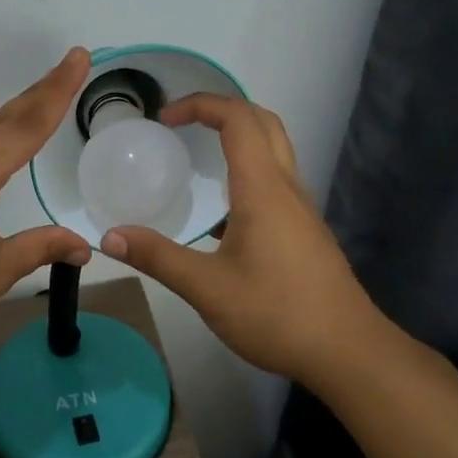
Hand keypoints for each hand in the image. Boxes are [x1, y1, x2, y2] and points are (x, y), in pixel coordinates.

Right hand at [100, 95, 383, 385]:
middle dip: (221, 109)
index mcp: (263, 189)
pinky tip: (221, 210)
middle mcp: (286, 188)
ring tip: (196, 156)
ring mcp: (300, 209)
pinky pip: (275, 179)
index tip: (165, 118)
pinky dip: (246, 169)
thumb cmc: (278, 314)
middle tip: (181, 123)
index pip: (238, 119)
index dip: (200, 105)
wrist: (348, 353)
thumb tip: (109, 237)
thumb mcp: (208, 289)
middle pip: (263, 122)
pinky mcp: (304, 231)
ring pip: (274, 150)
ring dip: (237, 137)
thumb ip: (158, 258)